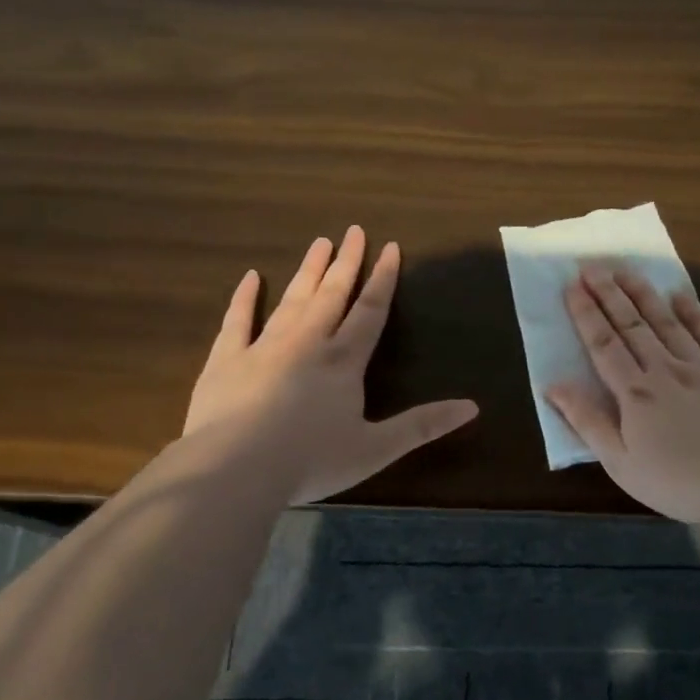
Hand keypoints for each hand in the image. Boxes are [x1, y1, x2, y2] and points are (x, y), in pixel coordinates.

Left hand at [181, 227, 478, 504]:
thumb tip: (472, 407)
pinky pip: (237, 320)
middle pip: (332, 295)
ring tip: (319, 243)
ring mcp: (264, 347)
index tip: (390, 247)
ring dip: (308, 271)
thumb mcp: (376, 449)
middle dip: (346, 262)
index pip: (370, 311)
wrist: (236, 469)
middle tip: (353, 230)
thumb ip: (422, 426)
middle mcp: (307, 343)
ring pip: (292, 300)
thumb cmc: (310, 461)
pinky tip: (250, 277)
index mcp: (343, 362)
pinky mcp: (226, 360)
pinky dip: (244, 298)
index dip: (383, 279)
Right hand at [547, 267, 699, 525]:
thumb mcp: (621, 463)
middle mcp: (666, 370)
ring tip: (627, 271)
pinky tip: (681, 297)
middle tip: (593, 265)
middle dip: (610, 294)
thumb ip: (588, 421)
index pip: (604, 345)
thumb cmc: (681, 482)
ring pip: (668, 322)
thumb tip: (554, 385)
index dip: (586, 314)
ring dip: (645, 295)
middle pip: (633, 325)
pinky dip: (693, 314)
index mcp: (635, 393)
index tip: (572, 285)